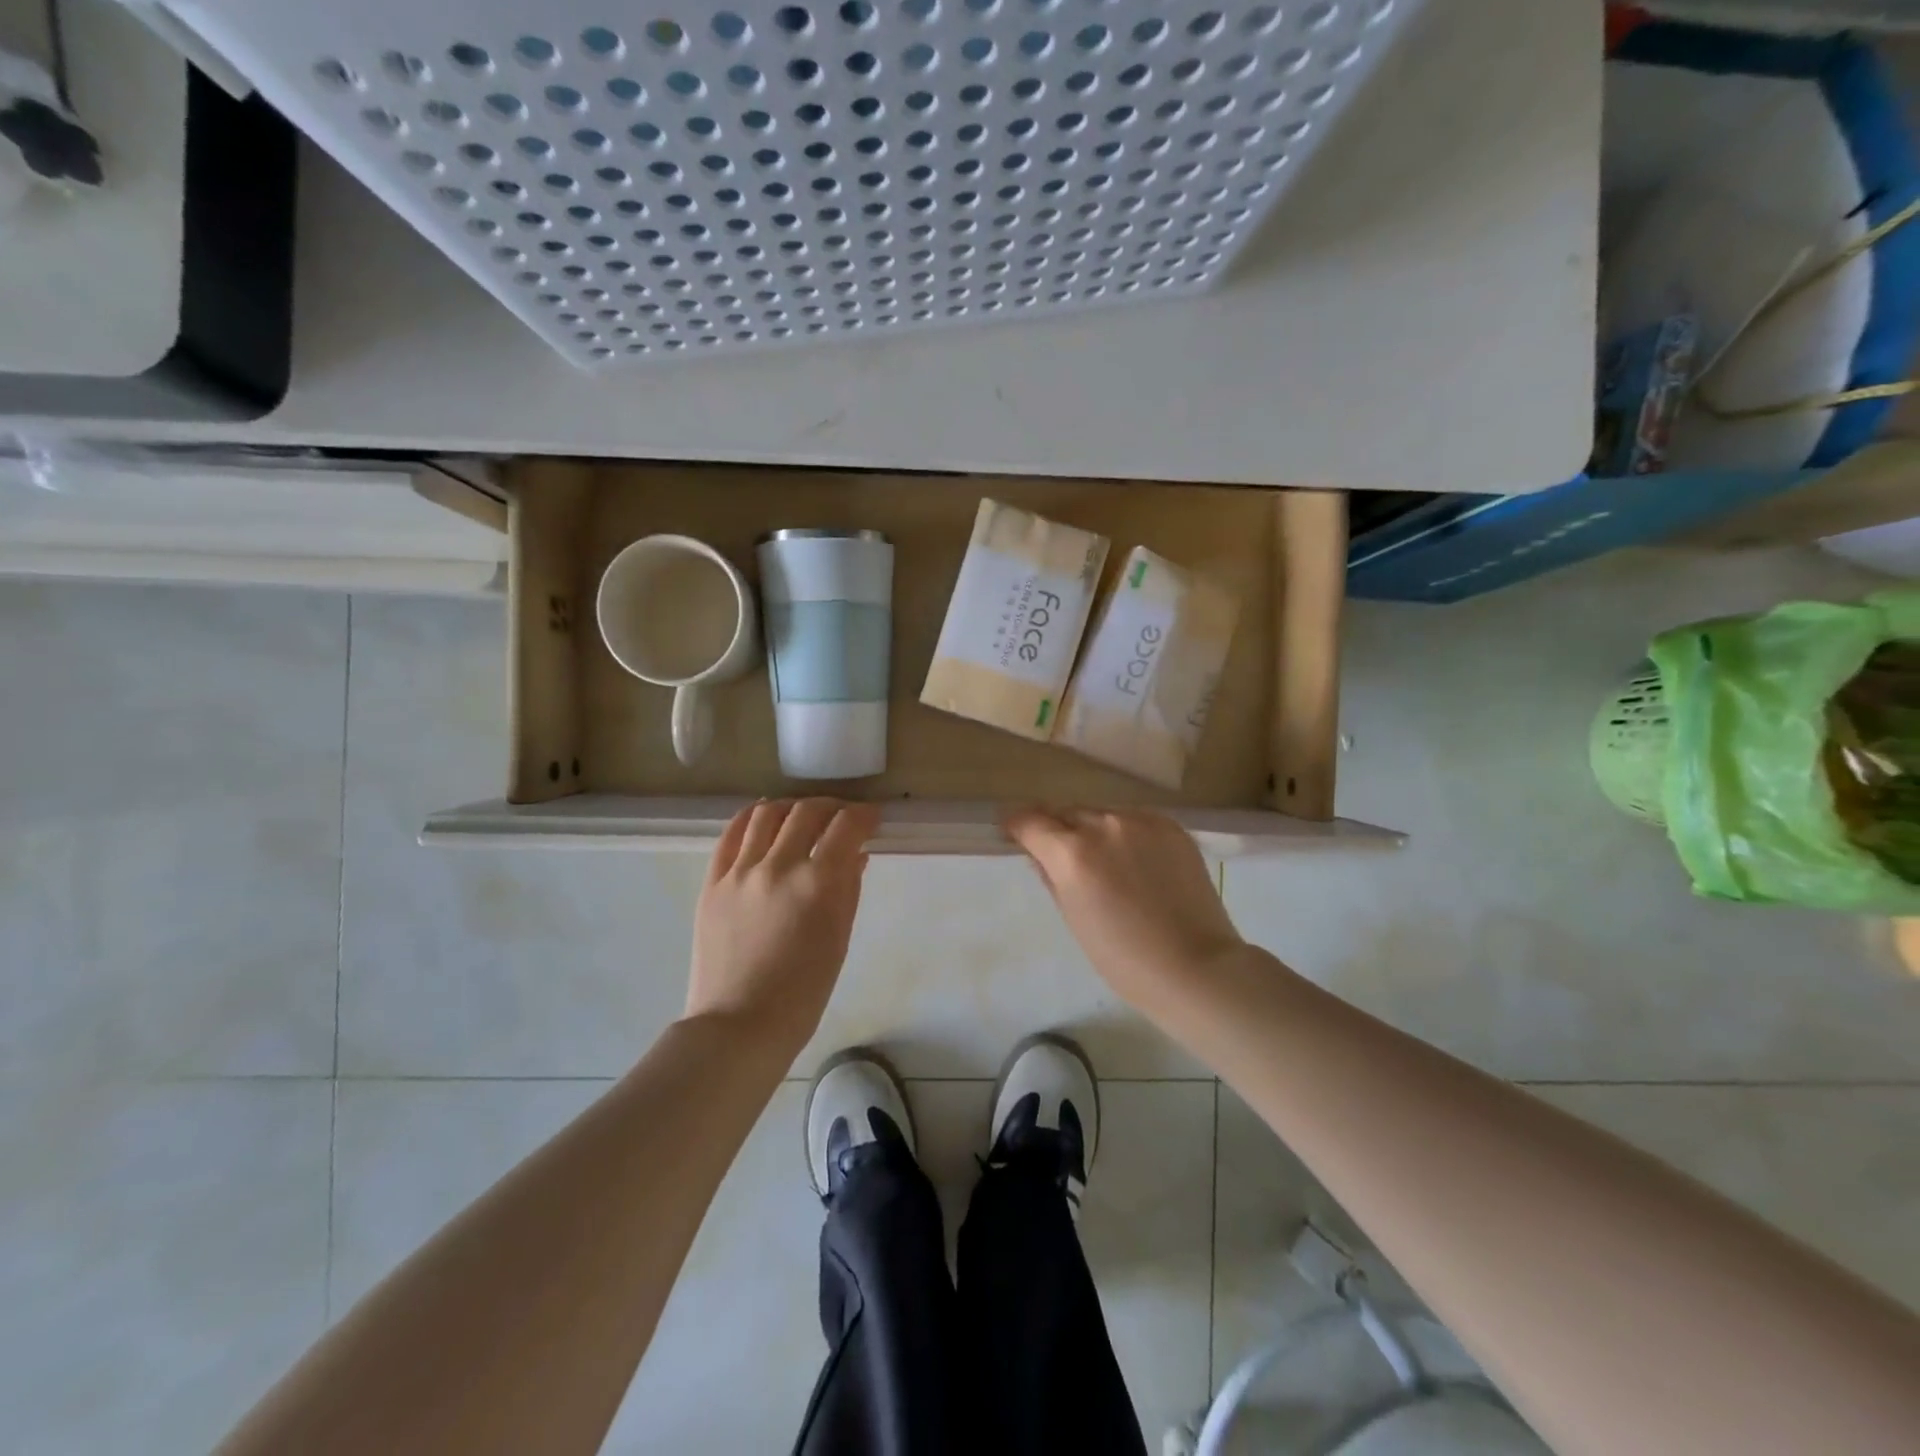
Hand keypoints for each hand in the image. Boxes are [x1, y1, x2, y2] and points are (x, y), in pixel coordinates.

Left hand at [687, 799, 878, 1054]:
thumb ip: (848, 890)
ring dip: (791, 807)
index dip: (864, 816)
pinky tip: (763, 817)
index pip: (846, 827)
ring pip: (767, 814)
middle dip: (832, 808)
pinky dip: (751, 817)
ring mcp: (740, 872)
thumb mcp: (838, 939)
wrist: (738, 1026)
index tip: (871, 819)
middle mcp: (778, 866)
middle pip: (807, 812)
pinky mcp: (712, 882)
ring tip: (802, 816)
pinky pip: (730, 834)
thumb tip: (856, 854)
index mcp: (817, 884)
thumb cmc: (803, 994)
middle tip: (842, 818)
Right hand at [1002, 807, 1245, 1008]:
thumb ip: (1052, 877)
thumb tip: (1040, 855)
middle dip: (1058, 830)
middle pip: (1067, 813)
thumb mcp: (1074, 919)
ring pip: (1102, 815)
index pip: (1030, 821)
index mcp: (1072, 853)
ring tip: (1107, 862)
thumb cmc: (1123, 957)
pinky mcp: (1171, 826)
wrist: (1195, 966)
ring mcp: (1141, 822)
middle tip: (1063, 855)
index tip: (1015, 833)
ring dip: (1094, 830)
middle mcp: (1104, 826)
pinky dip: (1127, 834)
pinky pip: (1135, 820)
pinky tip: (1137, 861)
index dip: (1018, 826)